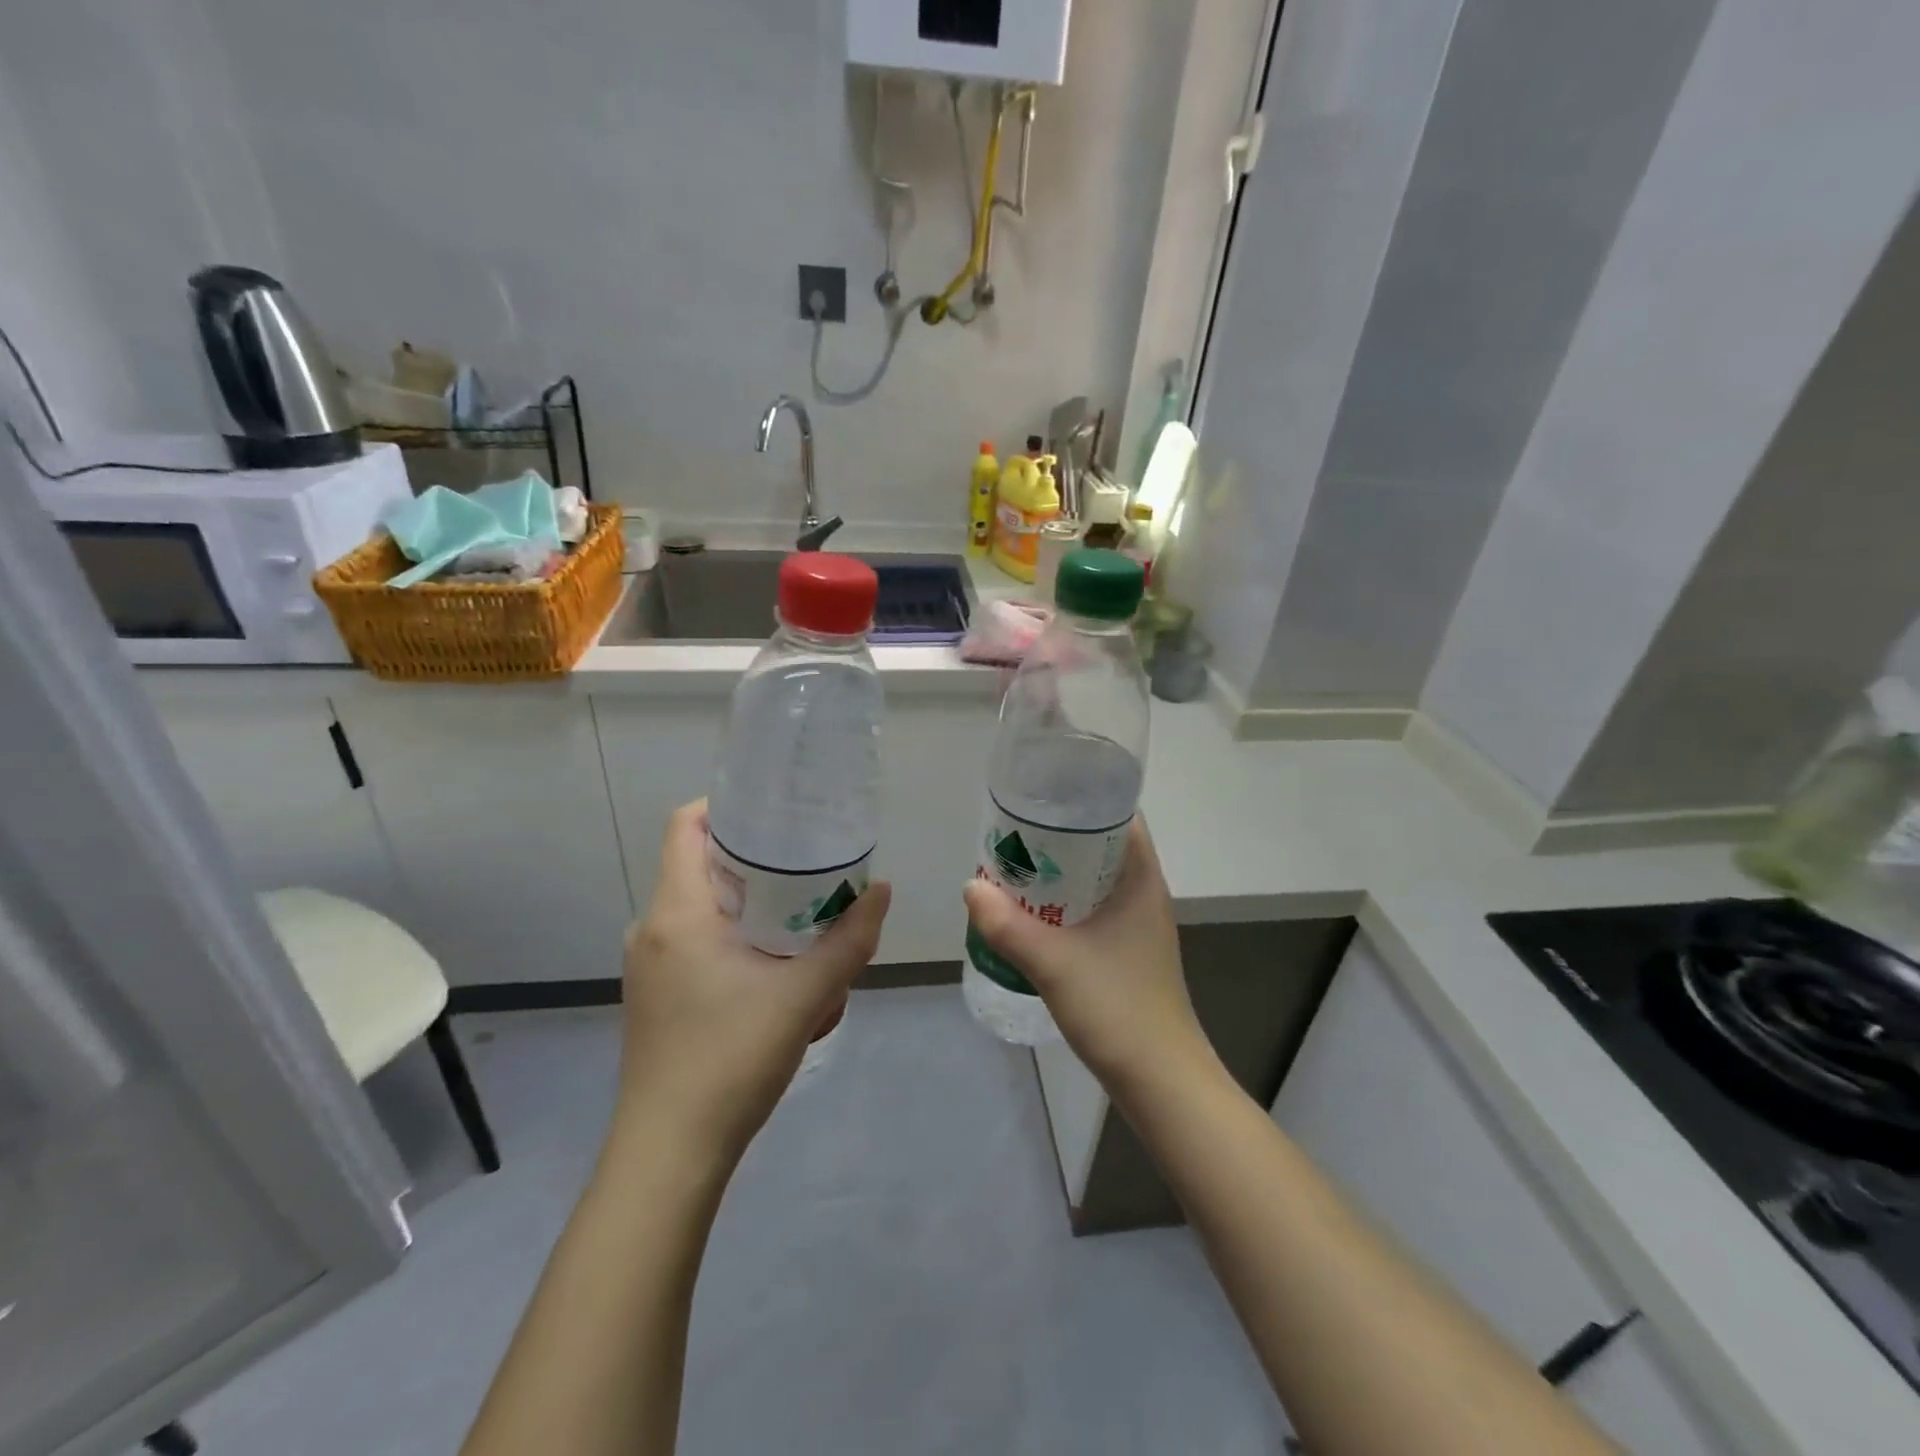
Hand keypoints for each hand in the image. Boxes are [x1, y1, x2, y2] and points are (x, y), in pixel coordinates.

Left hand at [615, 800, 890, 1162]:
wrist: (670, 1154)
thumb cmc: (730, 1059)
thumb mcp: (805, 996)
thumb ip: (849, 940)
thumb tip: (882, 891)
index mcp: (677, 911)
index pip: (686, 825)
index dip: (727, 806)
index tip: (777, 814)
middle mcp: (652, 927)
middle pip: (701, 864)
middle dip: (757, 861)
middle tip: (809, 865)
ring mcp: (649, 964)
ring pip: (703, 908)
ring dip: (751, 907)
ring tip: (803, 921)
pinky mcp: (656, 995)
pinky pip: (697, 942)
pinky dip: (737, 939)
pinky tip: (777, 972)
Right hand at [962, 818, 1212, 1098]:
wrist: (1161, 1082)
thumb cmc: (1118, 1009)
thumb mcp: (1054, 963)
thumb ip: (1008, 926)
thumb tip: (970, 886)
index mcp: (1141, 880)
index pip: (1119, 816)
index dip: (1083, 799)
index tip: (1041, 797)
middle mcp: (1143, 894)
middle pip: (1101, 846)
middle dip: (1058, 837)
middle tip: (1012, 834)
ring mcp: (1136, 925)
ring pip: (1093, 880)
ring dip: (1058, 873)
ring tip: (1013, 868)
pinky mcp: (1125, 951)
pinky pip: (1091, 909)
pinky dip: (1062, 903)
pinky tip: (1031, 915)